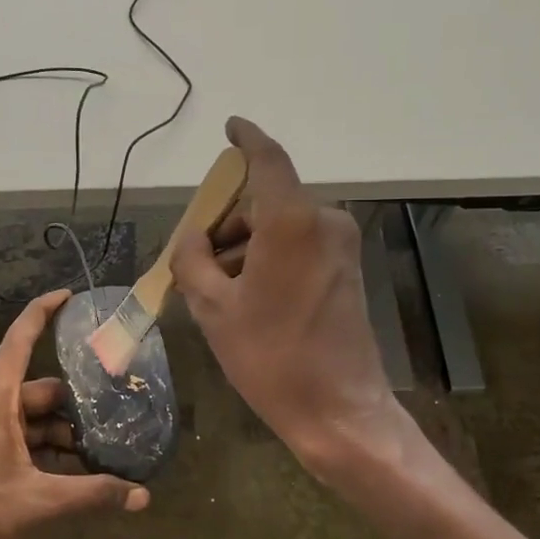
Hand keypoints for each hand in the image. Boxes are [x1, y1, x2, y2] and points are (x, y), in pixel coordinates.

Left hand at [0, 290, 148, 538]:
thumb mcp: (42, 503)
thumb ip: (93, 495)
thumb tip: (142, 497)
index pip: (17, 343)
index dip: (41, 314)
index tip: (68, 295)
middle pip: (35, 391)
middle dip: (72, 406)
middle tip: (108, 420)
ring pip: (28, 419)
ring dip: (60, 434)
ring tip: (95, 456)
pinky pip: (17, 439)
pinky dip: (43, 450)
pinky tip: (69, 475)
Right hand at [171, 117, 396, 471]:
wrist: (339, 410)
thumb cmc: (271, 357)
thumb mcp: (214, 309)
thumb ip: (192, 261)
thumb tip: (191, 239)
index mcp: (292, 222)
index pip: (268, 160)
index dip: (247, 139)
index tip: (231, 128)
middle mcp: (324, 222)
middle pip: (266, 202)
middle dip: (227, 223)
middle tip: (194, 258)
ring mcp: (341, 246)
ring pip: (281, 227)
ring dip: (246, 246)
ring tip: (214, 289)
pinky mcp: (348, 269)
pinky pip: (300, 246)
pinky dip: (269, 258)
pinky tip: (245, 296)